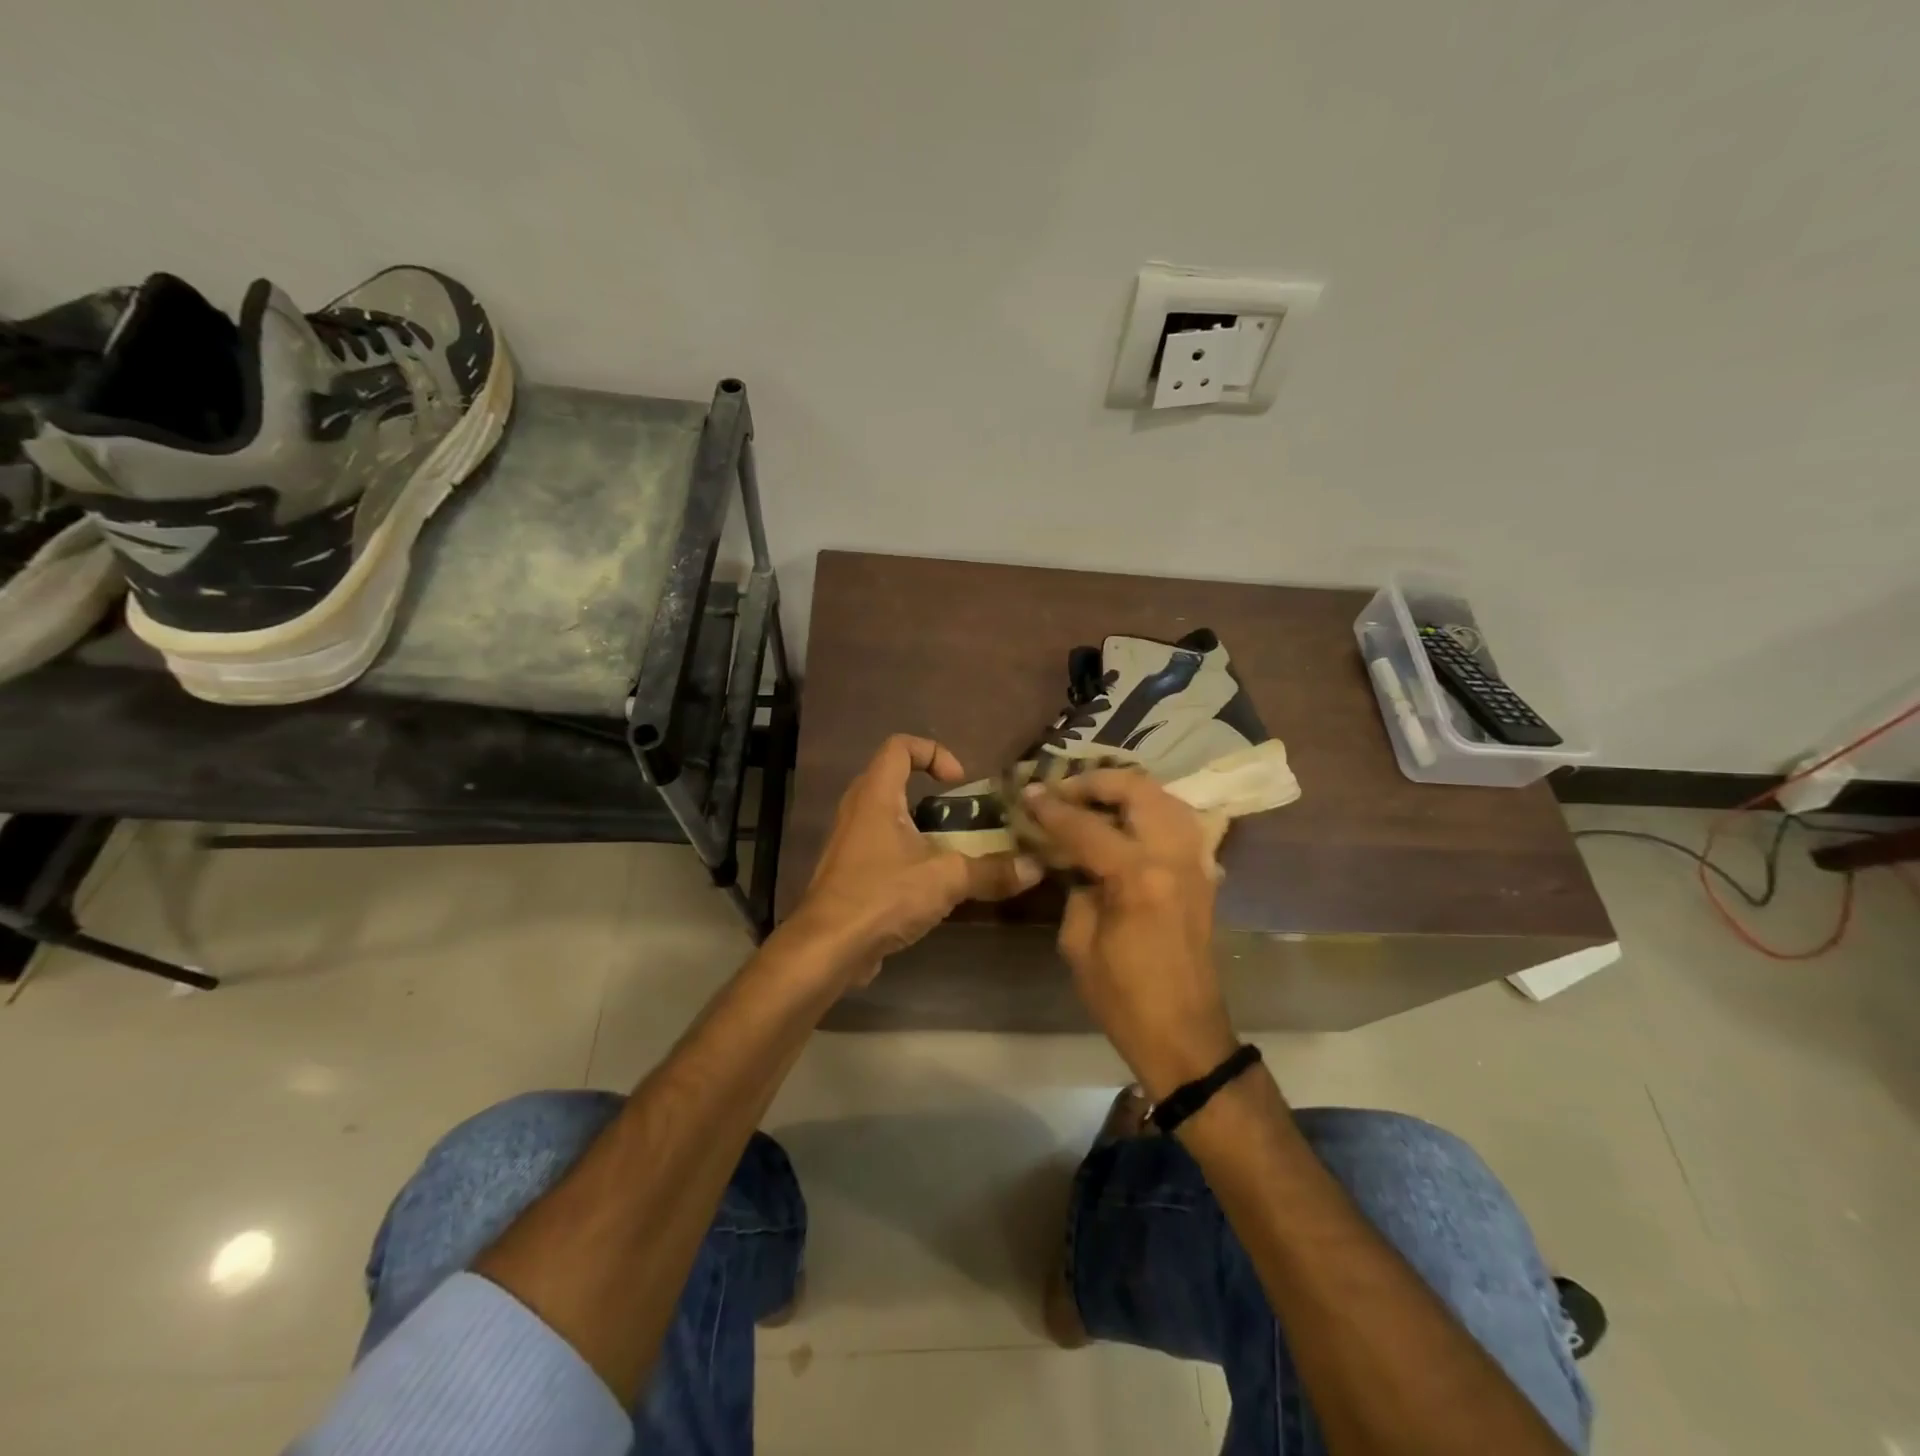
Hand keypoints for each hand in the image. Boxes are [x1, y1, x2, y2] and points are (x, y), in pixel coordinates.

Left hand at [790, 735, 1040, 984]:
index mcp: (875, 795)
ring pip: (888, 816)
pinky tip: (932, 883)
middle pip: (893, 779)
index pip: (900, 747)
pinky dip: (908, 853)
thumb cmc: (882, 895)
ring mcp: (849, 842)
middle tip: (962, 815)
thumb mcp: (945, 879)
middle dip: (931, 792)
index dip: (934, 752)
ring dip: (921, 826)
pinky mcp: (849, 872)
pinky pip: (881, 847)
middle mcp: (857, 810)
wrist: (827, 948)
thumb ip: (991, 871)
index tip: (959, 782)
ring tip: (954, 849)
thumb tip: (1036, 867)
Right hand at [1021, 770, 1238, 1099]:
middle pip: (1137, 790)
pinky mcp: (1203, 872)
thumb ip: (1076, 887)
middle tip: (1063, 791)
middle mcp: (1173, 857)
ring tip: (1092, 799)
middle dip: (1095, 782)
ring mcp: (1195, 861)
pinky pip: (1178, 820)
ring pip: (1164, 797)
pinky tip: (1125, 821)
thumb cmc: (1123, 998)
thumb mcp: (1079, 942)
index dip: (1051, 808)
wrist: (1184, 1034)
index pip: (1086, 826)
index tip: (1027, 794)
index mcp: (1138, 877)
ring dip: (1126, 789)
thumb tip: (1070, 856)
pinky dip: (1150, 809)